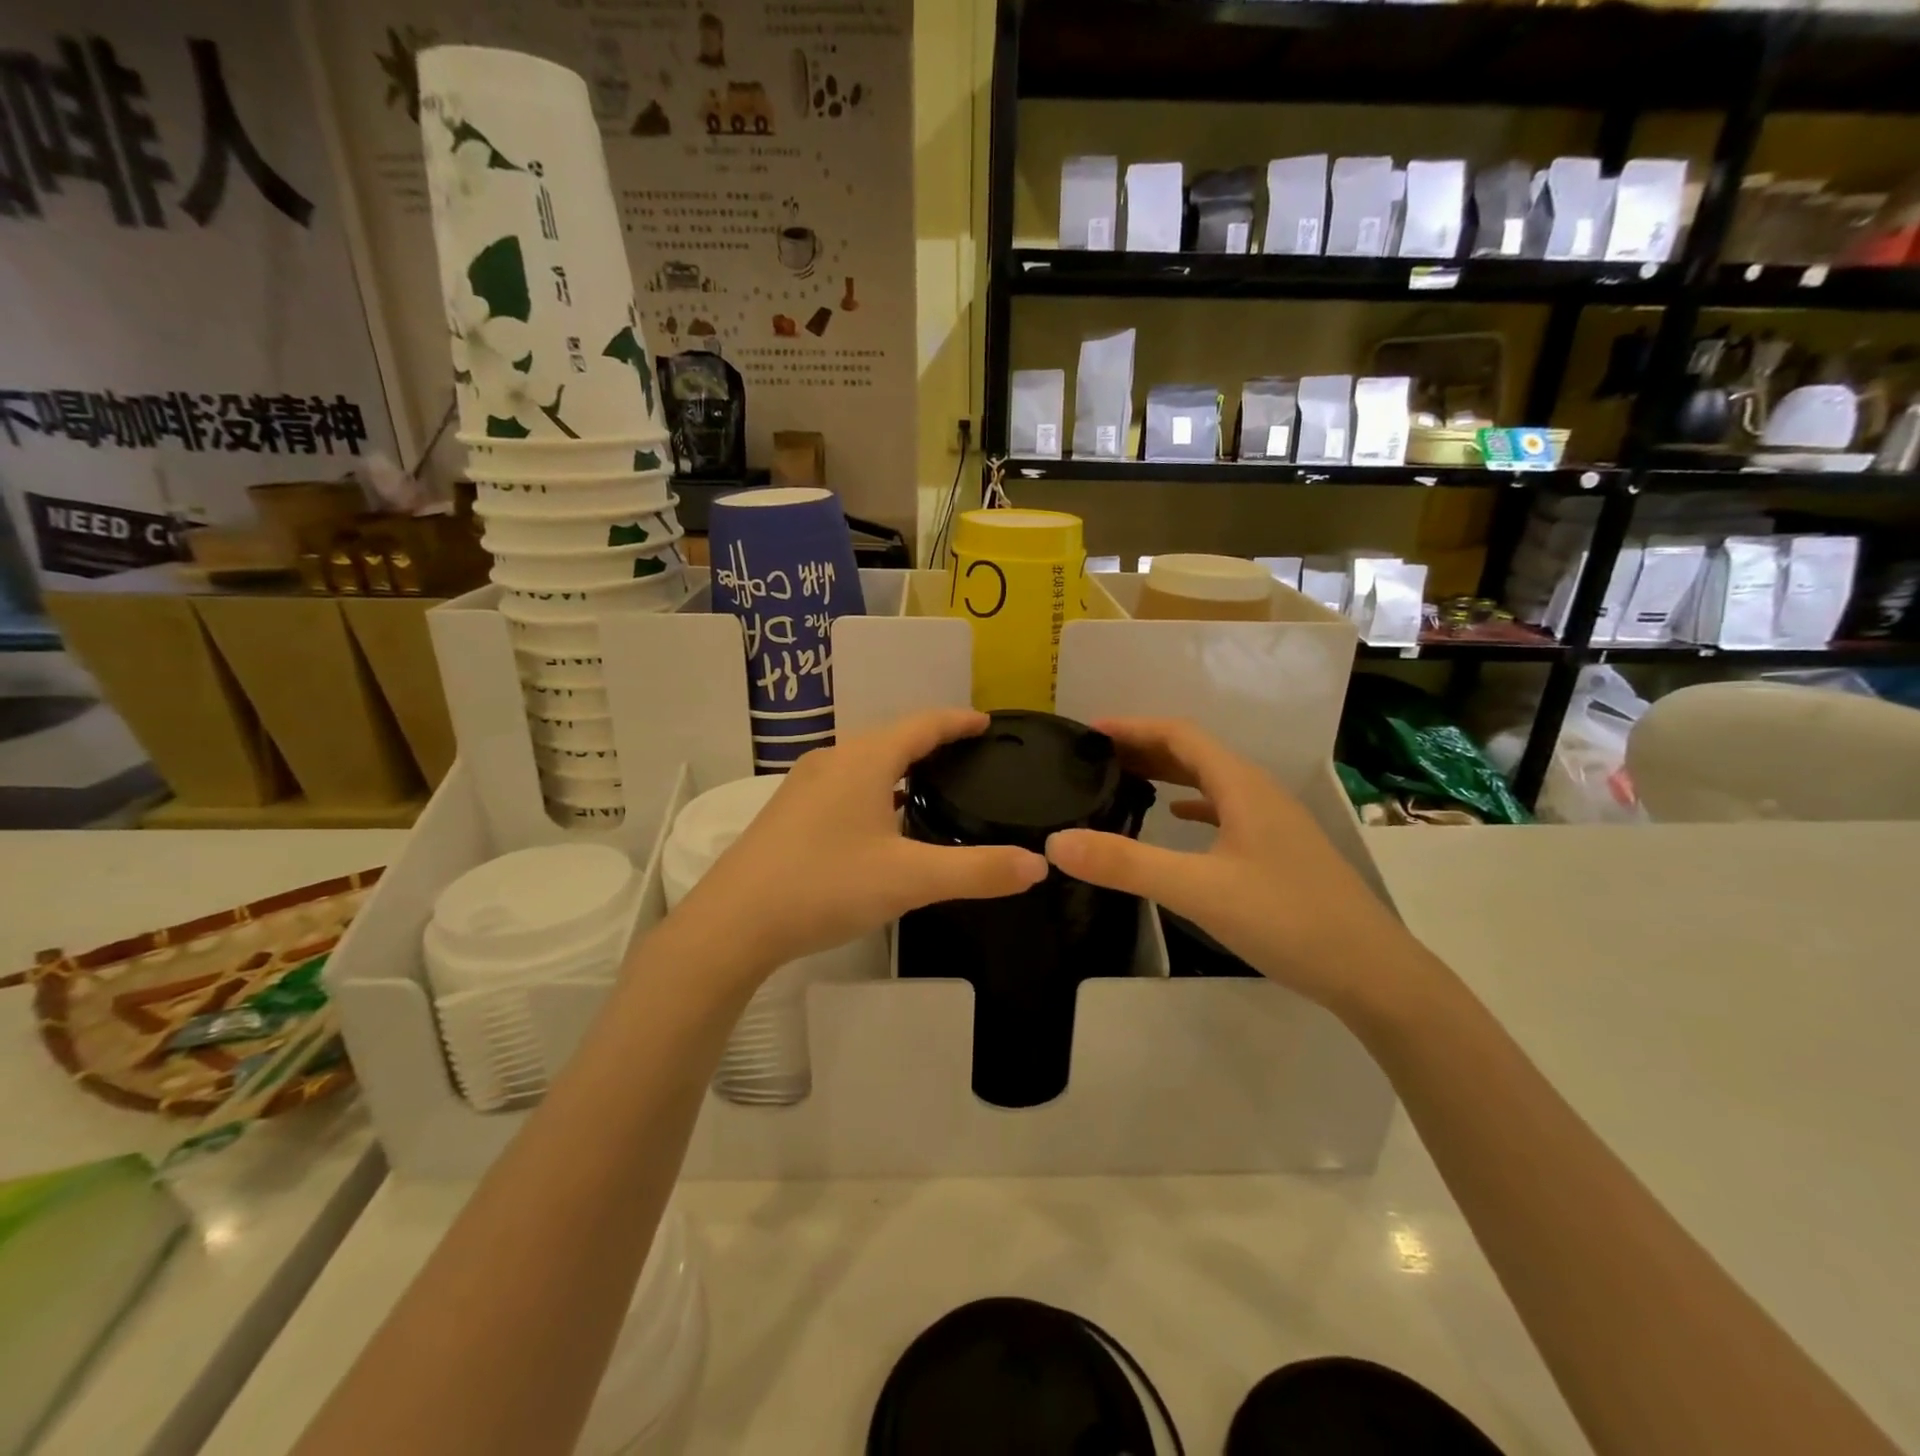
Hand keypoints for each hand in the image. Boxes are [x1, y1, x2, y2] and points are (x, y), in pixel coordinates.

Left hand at [673, 709, 1048, 980]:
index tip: (987, 723)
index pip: (923, 724)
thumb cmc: (825, 886)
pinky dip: (876, 787)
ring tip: (933, 784)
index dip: (958, 721)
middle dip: (933, 741)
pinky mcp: (789, 810)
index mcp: (865, 759)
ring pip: (866, 761)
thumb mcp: (910, 880)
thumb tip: (1038, 865)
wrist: (733, 923)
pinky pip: (846, 783)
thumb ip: (977, 871)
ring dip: (901, 765)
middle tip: (970, 756)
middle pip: (893, 737)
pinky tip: (883, 819)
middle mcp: (834, 759)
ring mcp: (805, 784)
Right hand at [1044, 718, 1423, 1014]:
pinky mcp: (1279, 851)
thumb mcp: (1197, 890)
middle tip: (1097, 757)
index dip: (1133, 727)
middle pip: (1195, 753)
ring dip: (1168, 773)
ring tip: (1125, 780)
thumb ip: (1125, 864)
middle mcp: (1259, 793)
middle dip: (1145, 748)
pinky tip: (1178, 819)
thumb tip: (1057, 842)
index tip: (1089, 732)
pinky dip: (1194, 804)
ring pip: (1212, 781)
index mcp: (1241, 786)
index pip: (1180, 735)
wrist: (1372, 973)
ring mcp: (1273, 823)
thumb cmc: (1286, 919)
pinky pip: (1226, 810)